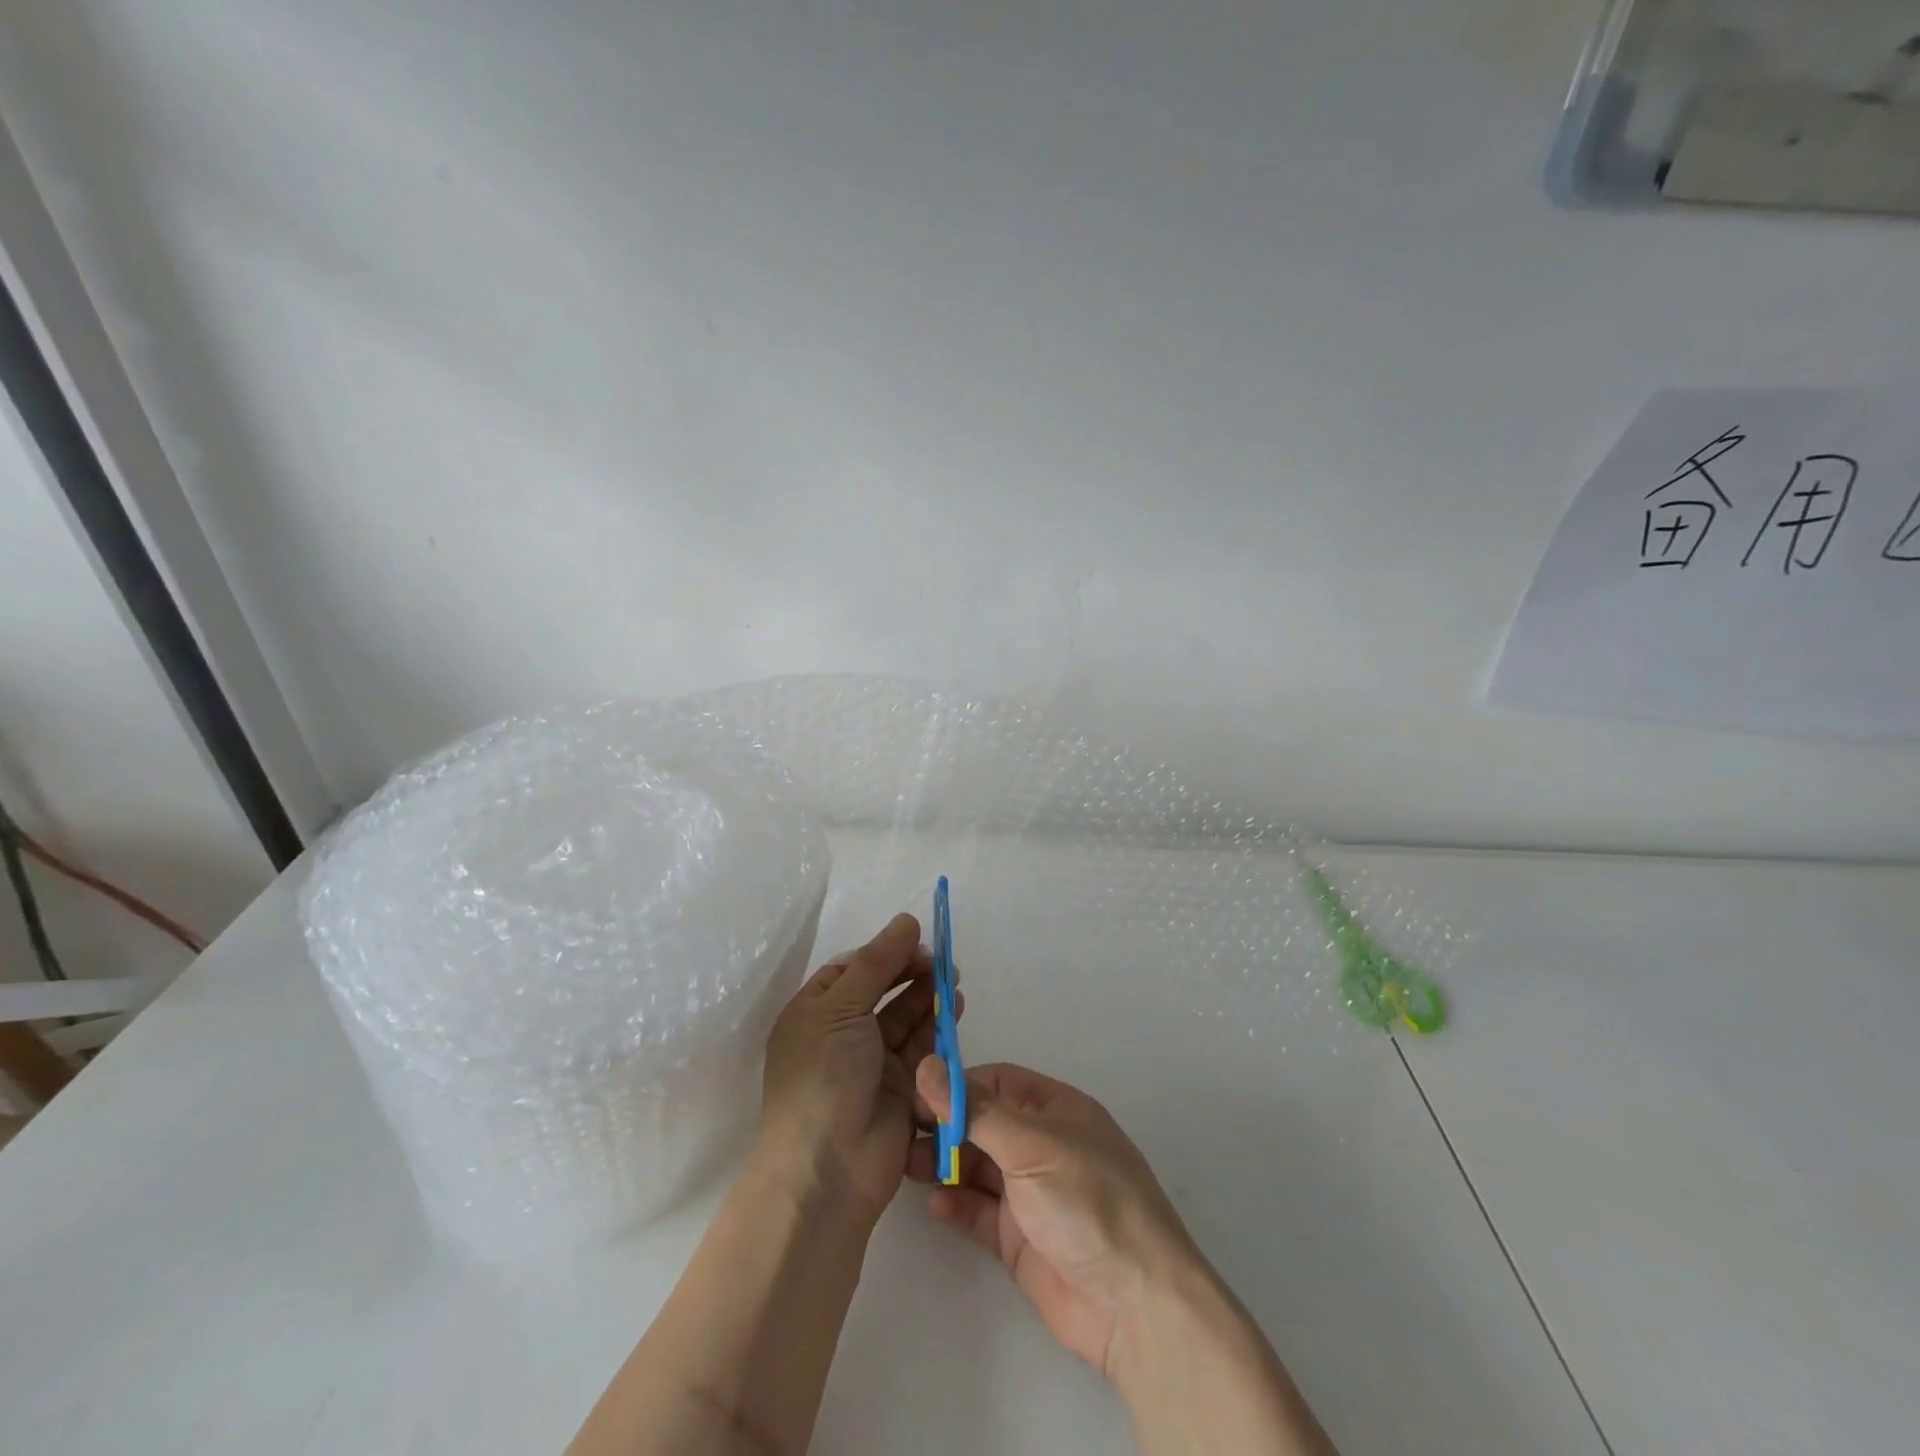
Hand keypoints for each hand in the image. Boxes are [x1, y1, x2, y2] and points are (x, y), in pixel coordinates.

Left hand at [757, 914, 949, 1225]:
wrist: (829, 1169)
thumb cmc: (822, 1076)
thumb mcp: (841, 1008)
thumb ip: (877, 963)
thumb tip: (906, 921)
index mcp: (814, 1012)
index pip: (851, 969)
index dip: (883, 953)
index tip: (915, 939)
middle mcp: (841, 1034)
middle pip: (881, 991)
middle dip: (910, 972)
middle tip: (942, 959)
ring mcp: (871, 1063)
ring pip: (905, 1017)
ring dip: (928, 995)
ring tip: (953, 977)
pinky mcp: (901, 1088)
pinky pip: (922, 1047)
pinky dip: (938, 1026)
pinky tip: (956, 1006)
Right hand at [909, 1058, 1202, 1377]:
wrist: (1134, 1304)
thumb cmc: (1088, 1201)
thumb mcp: (1031, 1146)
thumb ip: (975, 1111)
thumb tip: (926, 1066)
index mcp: (1055, 1110)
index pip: (997, 1082)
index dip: (958, 1084)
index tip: (916, 1092)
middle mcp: (1041, 1146)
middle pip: (982, 1124)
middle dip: (945, 1126)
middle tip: (901, 1133)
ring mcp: (1030, 1194)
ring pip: (976, 1168)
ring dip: (944, 1165)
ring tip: (908, 1167)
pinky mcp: (1019, 1240)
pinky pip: (979, 1212)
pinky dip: (956, 1205)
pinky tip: (935, 1206)